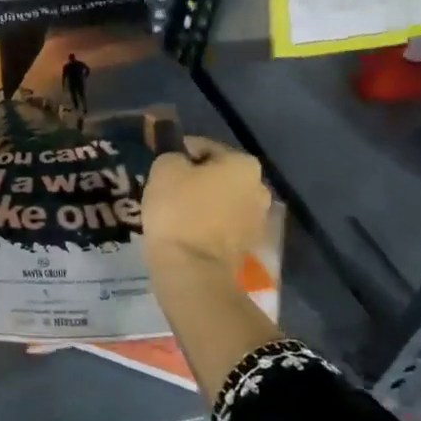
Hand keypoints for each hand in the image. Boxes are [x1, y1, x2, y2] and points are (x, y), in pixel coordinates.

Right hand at [142, 137, 269, 279]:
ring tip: (175, 217)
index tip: (160, 168)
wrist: (195, 273)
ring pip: (222, 203)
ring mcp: (259, 221)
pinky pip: (223, 228)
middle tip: (167, 192)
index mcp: (243, 163)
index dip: (178, 154)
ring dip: (203, 205)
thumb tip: (179, 161)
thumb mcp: (164, 170)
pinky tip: (187, 236)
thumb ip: (172, 156)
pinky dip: (208, 228)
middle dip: (195, 181)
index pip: (203, 147)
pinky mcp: (250, 248)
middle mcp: (260, 188)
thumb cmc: (178, 212)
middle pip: (218, 176)